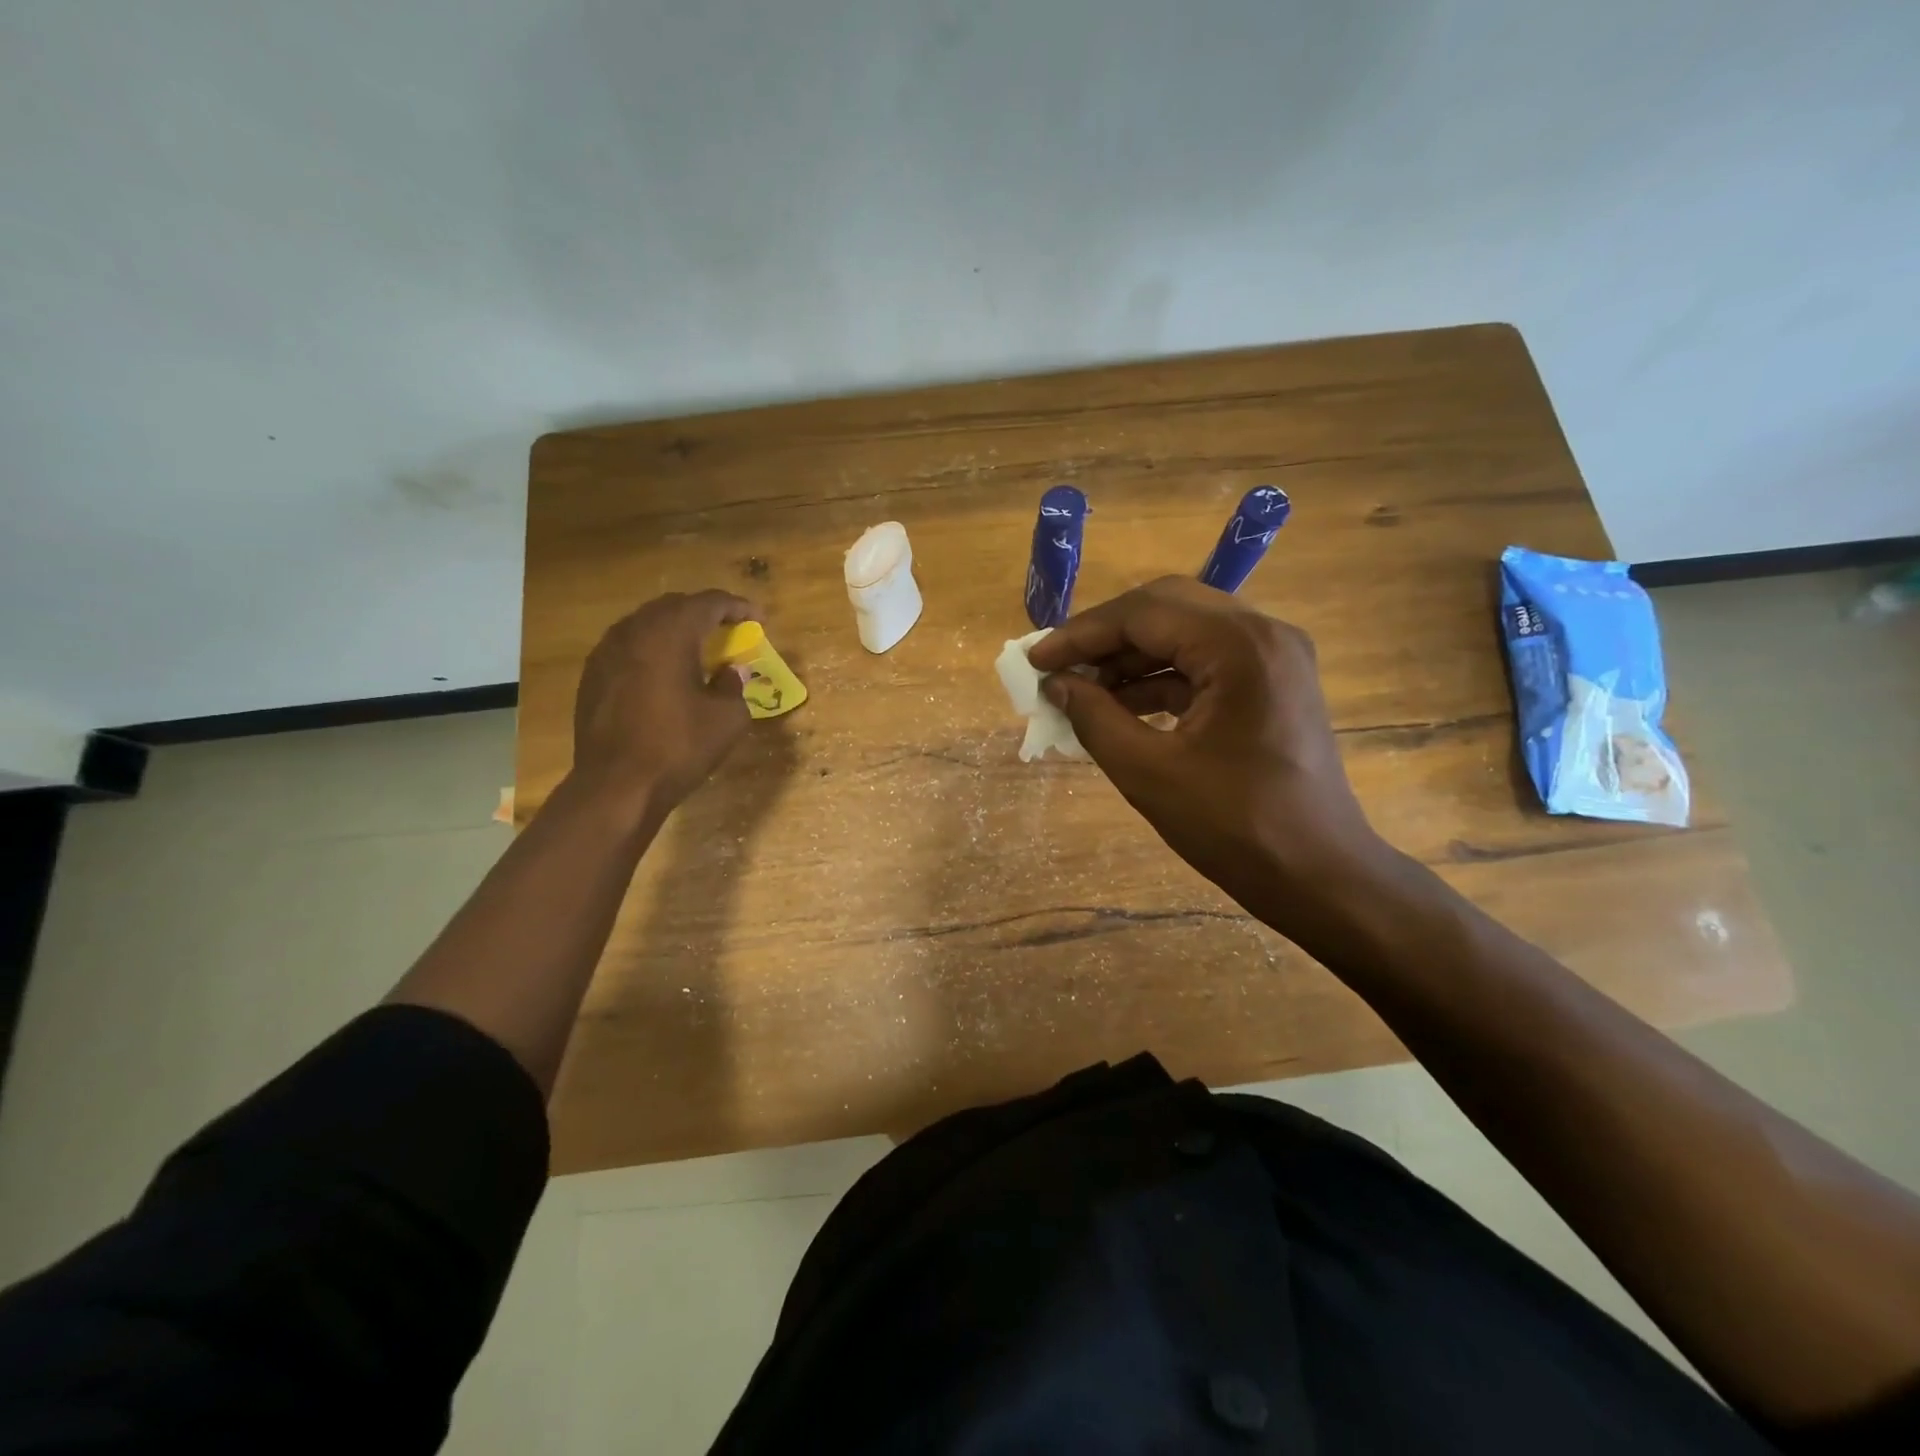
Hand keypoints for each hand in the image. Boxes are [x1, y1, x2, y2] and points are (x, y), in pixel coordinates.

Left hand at [571, 590, 757, 816]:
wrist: (616, 785)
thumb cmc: (679, 747)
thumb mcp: (727, 718)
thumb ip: (733, 685)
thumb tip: (729, 672)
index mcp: (670, 634)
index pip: (709, 603)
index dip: (737, 607)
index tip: (758, 618)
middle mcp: (634, 631)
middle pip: (674, 606)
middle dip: (704, 613)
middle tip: (729, 630)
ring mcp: (606, 652)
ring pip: (646, 624)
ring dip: (675, 630)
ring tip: (697, 648)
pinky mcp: (592, 676)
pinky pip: (628, 647)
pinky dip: (652, 649)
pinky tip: (664, 672)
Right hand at [1027, 577, 1392, 930]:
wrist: (1319, 875)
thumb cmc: (1235, 828)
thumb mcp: (1148, 773)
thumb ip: (1094, 717)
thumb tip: (1056, 683)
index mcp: (1239, 646)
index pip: (1143, 613)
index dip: (1081, 634)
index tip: (1035, 659)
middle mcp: (1263, 633)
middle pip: (1166, 608)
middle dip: (1105, 636)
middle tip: (1059, 667)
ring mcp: (1273, 656)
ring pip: (1184, 632)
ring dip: (1130, 657)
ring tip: (1082, 690)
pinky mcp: (1272, 682)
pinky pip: (1204, 661)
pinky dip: (1160, 678)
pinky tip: (1120, 706)